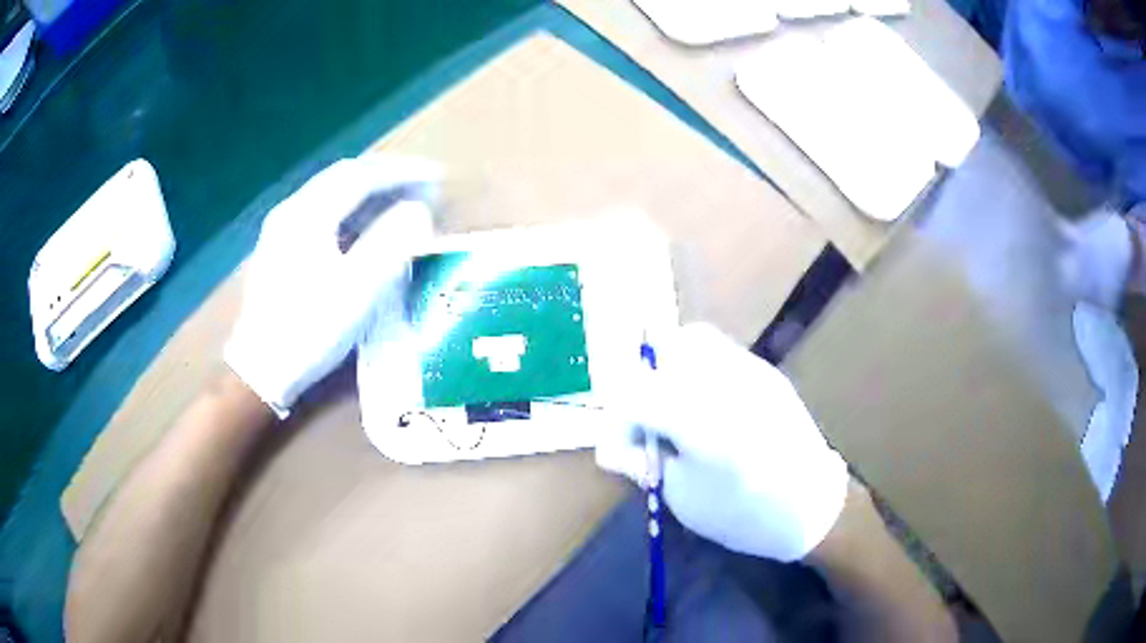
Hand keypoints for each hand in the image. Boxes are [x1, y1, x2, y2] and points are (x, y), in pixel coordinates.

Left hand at [225, 155, 438, 415]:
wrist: (260, 369)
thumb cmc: (310, 330)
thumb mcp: (358, 290)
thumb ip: (391, 243)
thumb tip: (417, 210)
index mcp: (308, 214)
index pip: (361, 176)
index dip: (402, 172)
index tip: (437, 177)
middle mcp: (291, 210)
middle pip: (343, 176)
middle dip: (386, 175)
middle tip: (422, 184)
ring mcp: (281, 229)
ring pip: (330, 193)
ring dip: (368, 191)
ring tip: (399, 200)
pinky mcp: (278, 248)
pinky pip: (320, 212)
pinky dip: (349, 209)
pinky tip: (363, 226)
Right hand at [596, 322, 848, 561]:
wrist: (812, 507)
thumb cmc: (742, 514)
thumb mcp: (681, 497)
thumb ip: (641, 462)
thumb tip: (605, 445)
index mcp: (702, 426)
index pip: (636, 393)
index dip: (617, 411)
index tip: (620, 436)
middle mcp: (727, 385)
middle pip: (666, 350)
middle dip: (645, 380)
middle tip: (649, 418)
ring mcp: (751, 371)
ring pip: (694, 339)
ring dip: (672, 365)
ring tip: (676, 404)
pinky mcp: (766, 371)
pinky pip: (719, 350)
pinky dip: (699, 366)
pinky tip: (706, 401)